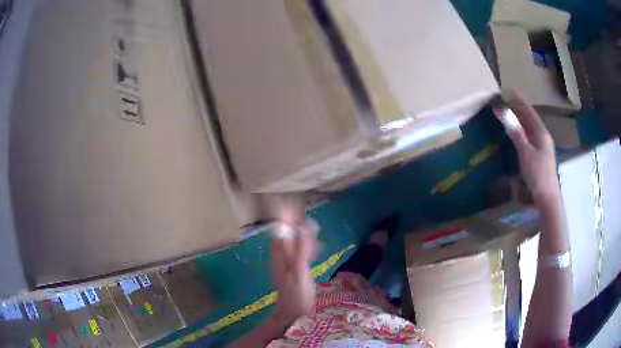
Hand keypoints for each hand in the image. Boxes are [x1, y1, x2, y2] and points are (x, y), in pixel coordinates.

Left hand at [270, 219, 317, 322]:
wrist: (294, 314)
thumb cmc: (297, 293)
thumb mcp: (300, 271)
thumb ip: (300, 249)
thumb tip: (303, 227)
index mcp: (280, 256)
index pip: (282, 233)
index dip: (287, 220)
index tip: (296, 209)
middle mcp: (280, 258)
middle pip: (286, 237)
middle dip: (295, 227)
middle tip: (309, 221)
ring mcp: (285, 266)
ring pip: (291, 245)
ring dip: (301, 237)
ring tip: (314, 231)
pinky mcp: (292, 272)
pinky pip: (297, 254)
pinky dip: (305, 248)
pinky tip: (315, 249)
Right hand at [495, 92, 559, 204]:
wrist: (547, 197)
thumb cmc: (537, 175)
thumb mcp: (525, 153)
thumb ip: (516, 133)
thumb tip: (505, 115)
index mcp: (541, 133)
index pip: (528, 111)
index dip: (518, 100)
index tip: (508, 90)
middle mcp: (543, 136)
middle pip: (530, 117)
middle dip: (518, 108)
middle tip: (505, 100)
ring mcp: (543, 146)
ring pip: (530, 127)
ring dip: (520, 118)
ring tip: (509, 112)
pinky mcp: (540, 155)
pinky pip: (530, 136)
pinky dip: (522, 130)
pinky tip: (518, 131)